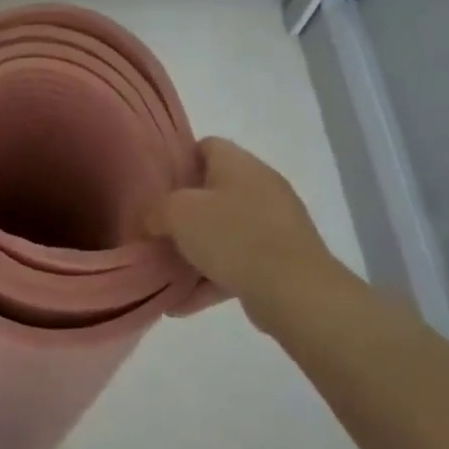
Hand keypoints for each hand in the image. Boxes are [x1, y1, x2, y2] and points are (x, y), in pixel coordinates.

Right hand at [148, 138, 341, 321]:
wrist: (295, 291)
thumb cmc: (233, 237)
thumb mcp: (178, 213)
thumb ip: (156, 210)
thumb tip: (153, 220)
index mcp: (239, 164)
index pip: (206, 146)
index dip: (178, 161)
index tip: (154, 186)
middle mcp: (261, 186)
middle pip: (213, 191)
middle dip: (184, 213)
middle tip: (157, 230)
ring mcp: (275, 224)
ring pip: (225, 231)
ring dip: (196, 251)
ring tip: (166, 272)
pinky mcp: (282, 259)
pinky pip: (238, 263)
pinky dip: (212, 278)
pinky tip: (184, 302)